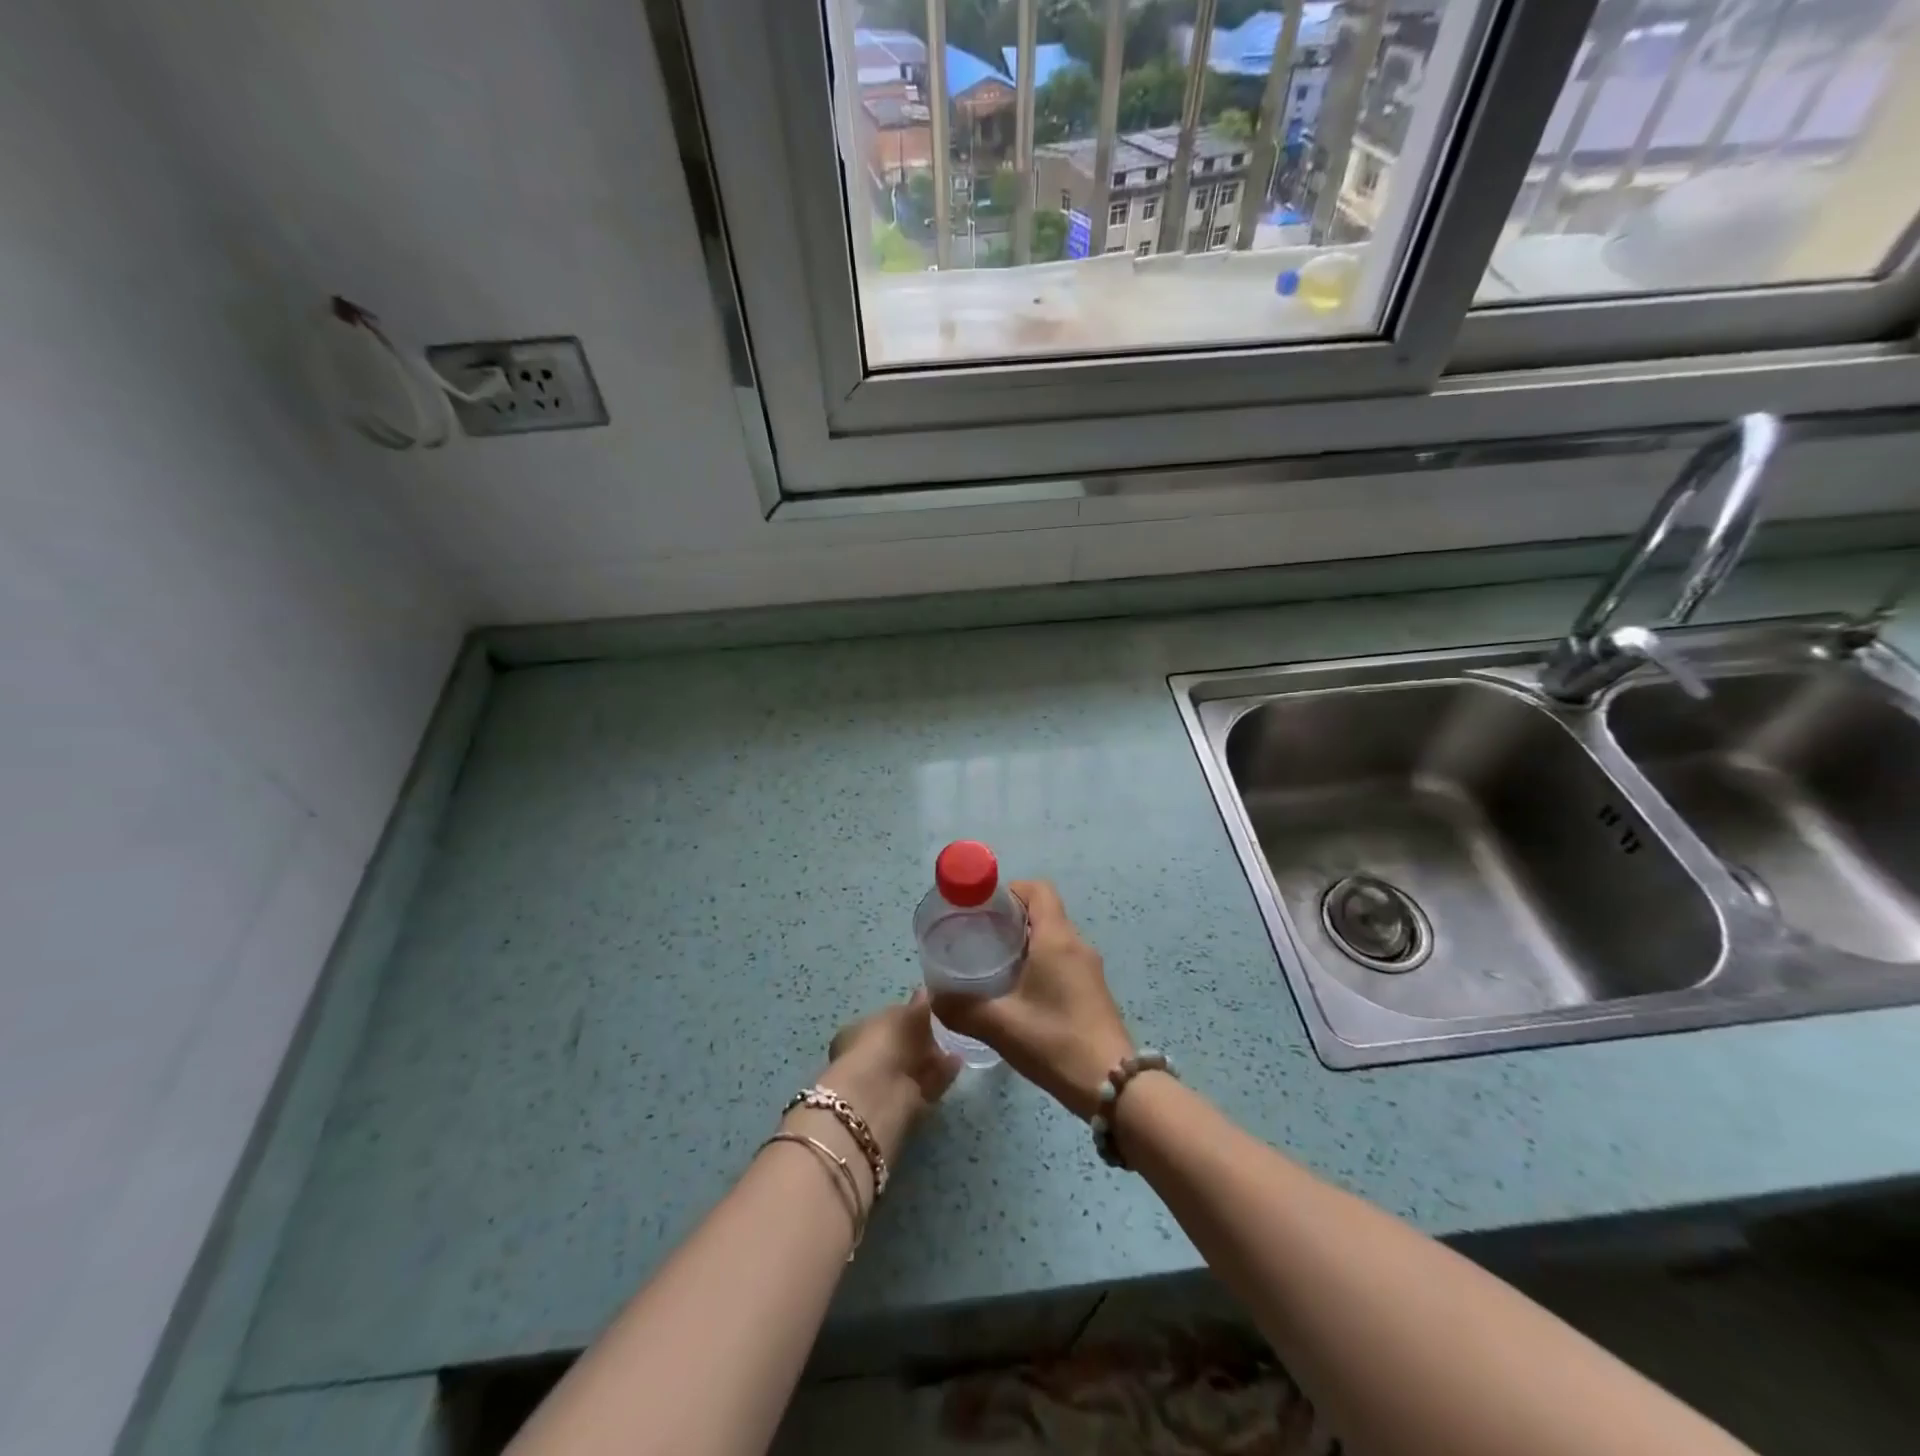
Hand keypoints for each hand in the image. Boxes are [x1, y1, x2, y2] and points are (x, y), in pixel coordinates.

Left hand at [818, 989, 960, 1165]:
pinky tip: (958, 1062)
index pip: (884, 1022)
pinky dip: (941, 1074)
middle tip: (945, 1029)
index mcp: (858, 1032)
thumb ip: (917, 1005)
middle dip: (920, 1040)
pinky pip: (926, 1085)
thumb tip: (925, 992)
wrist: (877, 1093)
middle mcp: (868, 1058)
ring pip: (913, 1068)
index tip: (928, 1012)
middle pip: (899, 1047)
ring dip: (933, 1059)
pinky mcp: (903, 1106)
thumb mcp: (903, 1014)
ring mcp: (884, 1084)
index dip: (905, 1017)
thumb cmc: (883, 1042)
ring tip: (956, 1046)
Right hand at [930, 880, 1133, 1119]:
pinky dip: (1039, 962)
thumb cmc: (1056, 1042)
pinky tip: (1018, 992)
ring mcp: (1089, 969)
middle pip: (1044, 911)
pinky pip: (1063, 960)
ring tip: (992, 964)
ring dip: (1025, 942)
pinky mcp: (1093, 991)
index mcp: (1057, 939)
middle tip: (978, 937)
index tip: (982, 908)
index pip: (1038, 889)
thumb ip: (962, 1008)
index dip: (1010, 890)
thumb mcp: (1001, 1026)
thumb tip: (934, 997)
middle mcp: (1077, 945)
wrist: (1114, 1086)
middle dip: (1011, 918)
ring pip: (1053, 938)